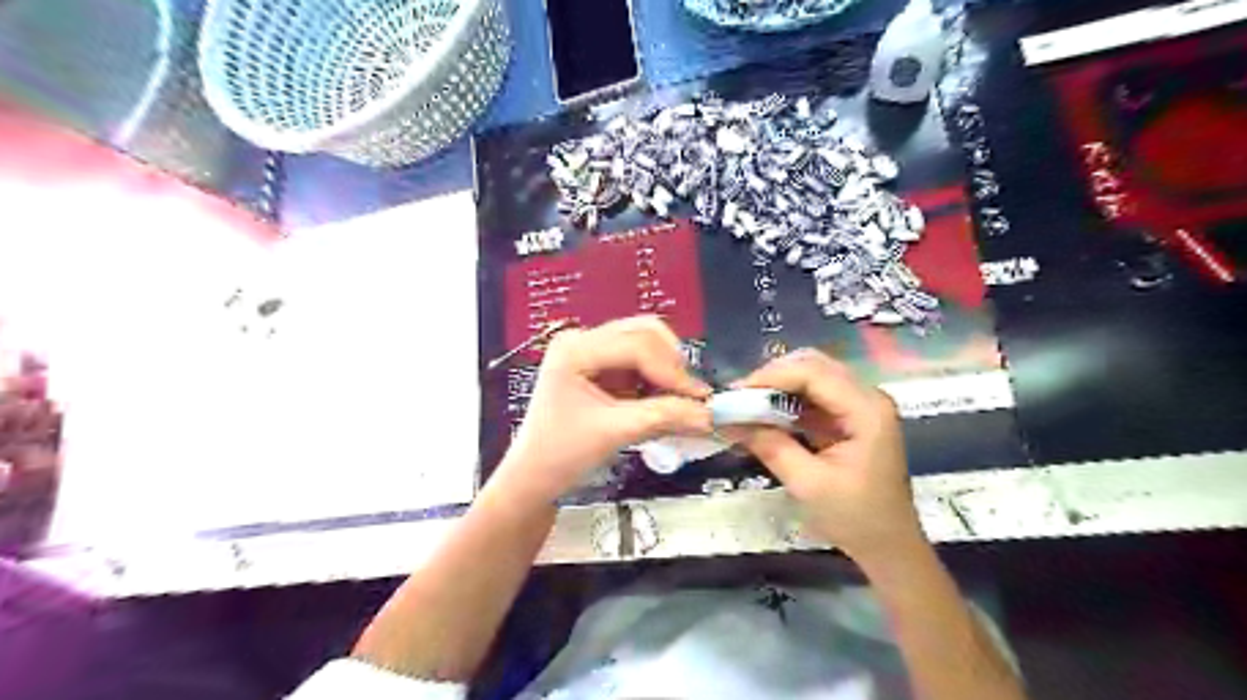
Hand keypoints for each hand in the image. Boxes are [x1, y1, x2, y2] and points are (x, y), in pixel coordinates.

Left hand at [495, 318, 711, 507]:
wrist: (534, 478)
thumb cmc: (560, 455)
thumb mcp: (614, 433)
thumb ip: (663, 417)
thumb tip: (708, 414)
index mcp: (575, 349)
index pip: (637, 345)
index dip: (672, 370)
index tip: (700, 398)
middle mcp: (583, 340)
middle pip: (644, 334)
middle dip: (672, 364)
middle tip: (692, 396)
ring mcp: (592, 351)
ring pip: (647, 345)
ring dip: (668, 371)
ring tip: (680, 401)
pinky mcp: (601, 367)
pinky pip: (641, 362)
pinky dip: (658, 379)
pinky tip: (665, 402)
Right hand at [738, 347, 923, 564]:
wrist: (889, 547)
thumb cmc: (855, 518)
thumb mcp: (808, 484)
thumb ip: (771, 446)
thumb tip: (730, 421)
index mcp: (866, 410)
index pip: (813, 373)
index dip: (771, 377)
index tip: (737, 393)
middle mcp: (866, 397)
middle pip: (814, 366)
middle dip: (773, 378)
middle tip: (740, 398)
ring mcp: (859, 406)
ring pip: (812, 378)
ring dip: (778, 388)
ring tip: (746, 405)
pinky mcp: (850, 418)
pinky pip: (813, 397)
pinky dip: (786, 402)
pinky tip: (765, 415)